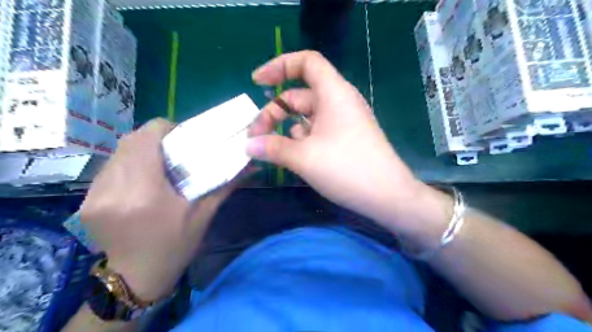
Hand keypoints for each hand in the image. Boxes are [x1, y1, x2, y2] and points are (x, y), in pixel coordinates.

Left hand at [80, 119, 232, 300]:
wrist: (138, 277)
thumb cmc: (177, 246)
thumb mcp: (205, 214)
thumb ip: (225, 184)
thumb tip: (250, 165)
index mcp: (145, 193)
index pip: (146, 138)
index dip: (166, 129)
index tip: (183, 137)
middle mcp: (114, 189)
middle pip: (130, 142)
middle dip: (155, 139)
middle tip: (175, 150)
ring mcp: (94, 196)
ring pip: (117, 153)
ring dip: (140, 151)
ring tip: (159, 164)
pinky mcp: (87, 202)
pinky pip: (108, 169)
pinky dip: (128, 165)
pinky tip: (141, 179)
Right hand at [247, 51, 436, 233]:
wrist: (387, 196)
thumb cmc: (347, 169)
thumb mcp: (304, 157)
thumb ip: (273, 148)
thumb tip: (248, 146)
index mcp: (333, 93)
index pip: (306, 62)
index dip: (280, 66)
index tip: (257, 82)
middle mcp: (339, 102)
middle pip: (298, 95)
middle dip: (273, 112)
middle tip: (255, 136)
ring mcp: (343, 122)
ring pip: (306, 116)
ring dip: (285, 129)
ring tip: (270, 150)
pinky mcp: (344, 139)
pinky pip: (316, 132)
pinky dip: (300, 140)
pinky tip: (292, 156)